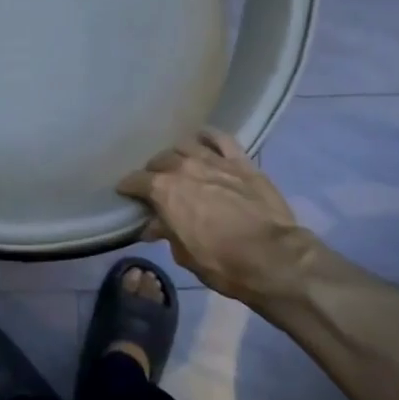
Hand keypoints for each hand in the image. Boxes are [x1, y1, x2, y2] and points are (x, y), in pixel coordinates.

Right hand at [118, 129, 315, 308]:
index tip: (125, 192)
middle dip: (154, 171)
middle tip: (156, 184)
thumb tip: (153, 225)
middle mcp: (185, 167)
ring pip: (186, 145)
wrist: (273, 257)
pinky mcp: (241, 161)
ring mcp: (214, 160)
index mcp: (164, 191)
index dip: (128, 187)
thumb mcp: (184, 254)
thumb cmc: (222, 263)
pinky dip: (208, 136)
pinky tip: (203, 140)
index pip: (136, 181)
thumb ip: (166, 232)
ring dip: (178, 154)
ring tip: (179, 164)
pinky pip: (220, 138)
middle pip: (160, 160)